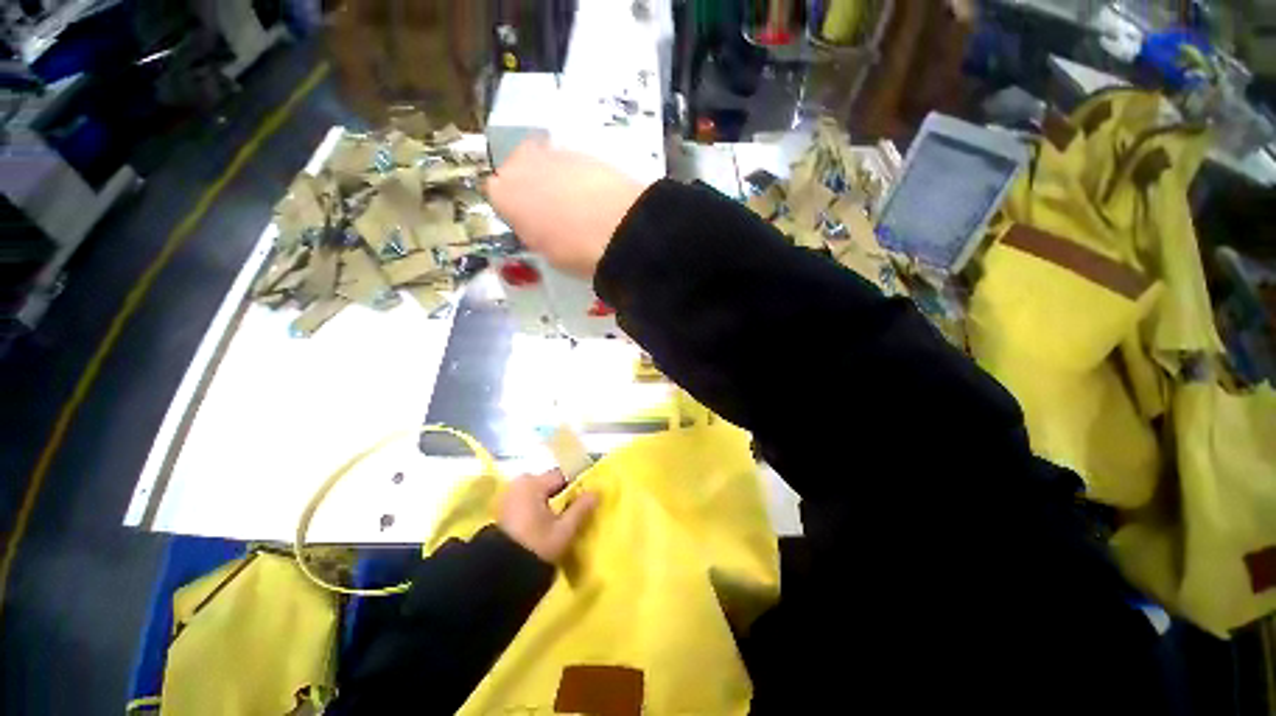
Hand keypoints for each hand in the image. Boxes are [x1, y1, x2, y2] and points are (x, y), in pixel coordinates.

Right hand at [484, 140, 647, 277]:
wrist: (619, 229)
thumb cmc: (574, 250)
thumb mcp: (544, 252)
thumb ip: (533, 233)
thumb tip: (539, 229)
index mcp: (503, 193)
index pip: (497, 195)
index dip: (515, 211)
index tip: (529, 225)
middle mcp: (521, 164)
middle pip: (518, 170)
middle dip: (531, 188)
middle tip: (552, 213)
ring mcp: (554, 152)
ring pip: (546, 164)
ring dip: (556, 180)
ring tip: (579, 207)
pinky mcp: (585, 150)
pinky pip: (573, 164)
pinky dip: (579, 178)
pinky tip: (595, 197)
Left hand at [498, 470, 598, 562]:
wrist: (498, 576)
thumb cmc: (535, 547)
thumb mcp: (564, 530)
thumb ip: (581, 508)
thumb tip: (596, 492)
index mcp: (533, 482)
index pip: (562, 476)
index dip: (575, 489)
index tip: (582, 505)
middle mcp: (518, 483)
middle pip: (549, 485)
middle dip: (560, 497)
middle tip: (568, 517)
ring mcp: (507, 496)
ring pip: (537, 494)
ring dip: (547, 505)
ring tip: (554, 525)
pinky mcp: (502, 510)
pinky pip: (526, 503)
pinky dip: (534, 511)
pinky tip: (539, 528)